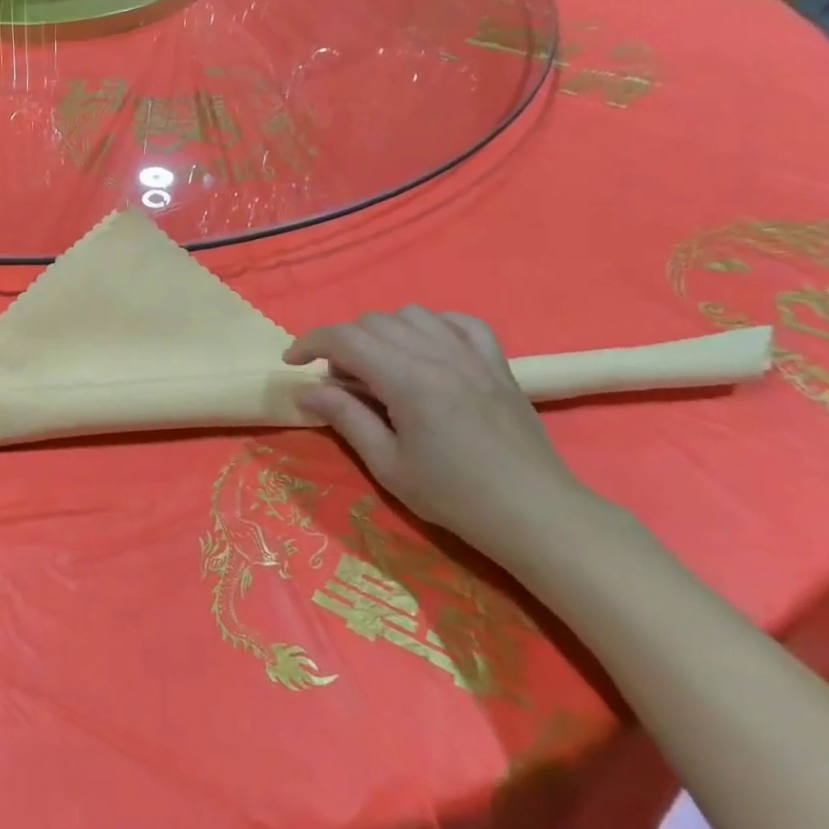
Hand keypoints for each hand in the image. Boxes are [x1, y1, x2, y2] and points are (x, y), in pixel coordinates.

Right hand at [284, 307, 593, 561]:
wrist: (535, 512)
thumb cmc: (455, 496)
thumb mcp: (388, 465)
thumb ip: (345, 419)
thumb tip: (307, 392)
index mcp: (407, 380)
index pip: (345, 339)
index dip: (309, 343)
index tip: (292, 362)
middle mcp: (438, 354)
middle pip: (373, 323)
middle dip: (342, 343)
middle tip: (338, 382)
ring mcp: (472, 355)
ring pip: (411, 315)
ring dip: (382, 332)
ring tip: (379, 366)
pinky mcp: (496, 362)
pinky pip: (458, 322)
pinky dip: (431, 326)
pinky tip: (425, 349)